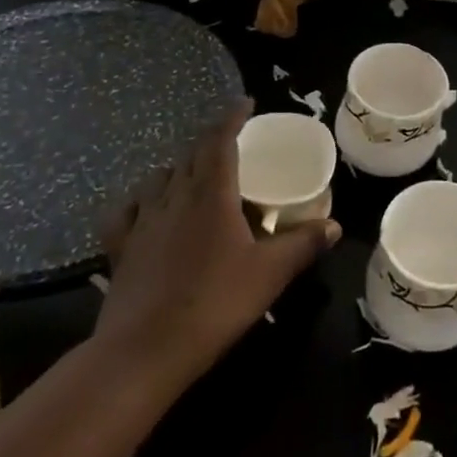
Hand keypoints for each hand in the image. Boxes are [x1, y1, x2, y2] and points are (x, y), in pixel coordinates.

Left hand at [93, 101, 339, 405]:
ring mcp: (143, 222)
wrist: (142, 353)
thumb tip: (335, 226)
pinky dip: (140, 200)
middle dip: (210, 139)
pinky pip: (127, 211)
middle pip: (191, 153)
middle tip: (231, 140)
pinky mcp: (121, 248)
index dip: (232, 117)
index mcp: (211, 193)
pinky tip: (146, 208)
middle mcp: (175, 196)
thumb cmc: (213, 304)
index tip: (245, 103)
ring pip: (159, 177)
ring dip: (179, 166)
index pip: (220, 139)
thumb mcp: (270, 274)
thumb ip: (303, 244)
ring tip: (194, 172)